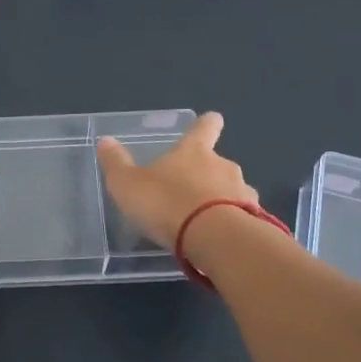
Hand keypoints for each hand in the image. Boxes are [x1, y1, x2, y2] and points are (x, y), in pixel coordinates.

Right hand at [97, 112, 254, 247]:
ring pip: (234, 192)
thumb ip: (116, 163)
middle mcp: (223, 166)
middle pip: (218, 163)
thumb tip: (105, 141)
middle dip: (208, 174)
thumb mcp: (128, 184)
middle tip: (189, 192)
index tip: (210, 121)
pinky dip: (233, 225)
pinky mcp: (256, 222)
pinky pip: (243, 219)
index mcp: (194, 151)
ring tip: (205, 222)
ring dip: (223, 201)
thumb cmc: (167, 203)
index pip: (204, 127)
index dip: (206, 124)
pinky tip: (220, 240)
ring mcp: (244, 193)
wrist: (215, 239)